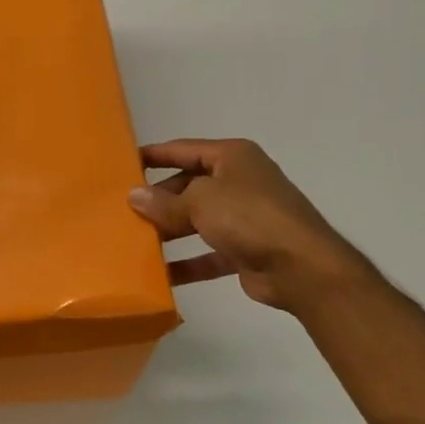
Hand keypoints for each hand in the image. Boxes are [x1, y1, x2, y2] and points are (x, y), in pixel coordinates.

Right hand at [130, 139, 370, 315]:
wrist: (301, 267)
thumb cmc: (249, 217)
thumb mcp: (200, 201)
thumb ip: (164, 201)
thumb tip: (134, 196)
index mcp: (232, 157)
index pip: (184, 149)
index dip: (154, 155)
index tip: (123, 164)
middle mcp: (239, 182)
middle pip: (188, 185)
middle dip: (158, 199)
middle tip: (123, 210)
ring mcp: (244, 217)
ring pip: (196, 220)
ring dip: (169, 231)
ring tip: (134, 240)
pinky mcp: (246, 249)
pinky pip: (208, 253)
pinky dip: (187, 263)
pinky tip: (160, 274)